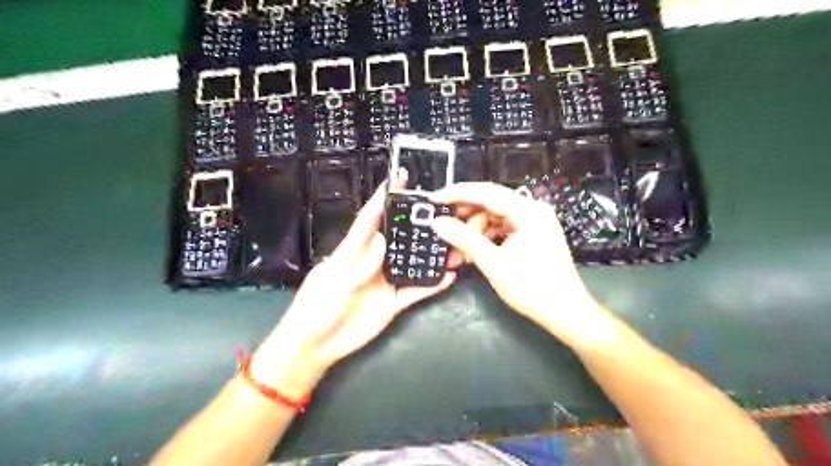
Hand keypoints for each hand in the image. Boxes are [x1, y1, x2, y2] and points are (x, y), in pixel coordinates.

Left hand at [254, 173, 456, 398]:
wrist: (314, 347)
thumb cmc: (315, 310)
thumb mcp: (334, 284)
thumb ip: (359, 264)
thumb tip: (383, 239)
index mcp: (352, 252)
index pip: (369, 220)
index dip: (382, 199)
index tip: (397, 179)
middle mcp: (372, 263)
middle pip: (396, 239)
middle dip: (414, 224)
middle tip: (437, 211)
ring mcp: (384, 283)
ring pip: (411, 264)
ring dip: (429, 256)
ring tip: (452, 244)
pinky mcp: (392, 303)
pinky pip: (415, 292)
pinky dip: (431, 285)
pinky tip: (448, 277)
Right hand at [433, 182, 611, 349]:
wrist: (565, 312)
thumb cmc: (531, 287)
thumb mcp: (493, 263)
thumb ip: (464, 239)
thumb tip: (438, 223)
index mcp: (528, 211)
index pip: (486, 192)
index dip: (457, 194)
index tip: (434, 199)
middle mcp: (532, 210)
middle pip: (490, 204)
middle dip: (465, 218)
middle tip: (443, 229)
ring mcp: (534, 222)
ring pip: (495, 217)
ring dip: (475, 231)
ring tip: (459, 251)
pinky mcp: (533, 235)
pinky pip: (503, 229)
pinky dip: (487, 238)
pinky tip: (474, 252)